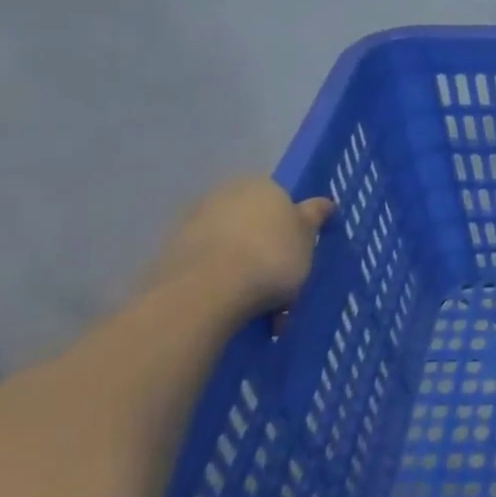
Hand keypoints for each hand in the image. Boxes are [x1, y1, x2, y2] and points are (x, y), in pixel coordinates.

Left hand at [147, 177, 334, 311]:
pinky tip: (236, 309)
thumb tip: (323, 203)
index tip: (301, 258)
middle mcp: (225, 196)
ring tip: (263, 310)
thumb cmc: (271, 257)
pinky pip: (210, 268)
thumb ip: (314, 217)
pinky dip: (223, 284)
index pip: (283, 202)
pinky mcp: (171, 254)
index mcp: (262, 186)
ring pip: (232, 248)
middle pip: (255, 224)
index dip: (294, 231)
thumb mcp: (308, 238)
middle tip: (284, 285)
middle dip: (268, 251)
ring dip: (246, 272)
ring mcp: (194, 224)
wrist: (206, 292)